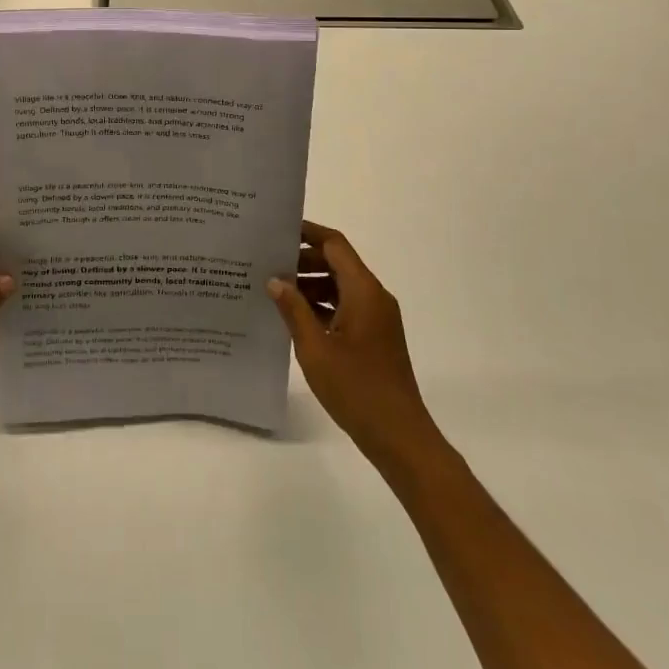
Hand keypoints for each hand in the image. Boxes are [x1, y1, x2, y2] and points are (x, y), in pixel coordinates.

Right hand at [269, 222, 438, 468]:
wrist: (401, 438)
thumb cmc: (357, 389)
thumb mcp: (315, 348)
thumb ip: (294, 309)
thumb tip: (275, 280)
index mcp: (364, 291)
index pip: (335, 245)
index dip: (307, 233)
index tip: (277, 230)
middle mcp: (374, 297)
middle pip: (338, 263)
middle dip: (303, 260)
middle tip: (267, 263)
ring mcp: (378, 318)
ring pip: (341, 286)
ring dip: (311, 284)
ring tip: (274, 290)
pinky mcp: (376, 337)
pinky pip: (347, 306)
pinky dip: (322, 305)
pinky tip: (296, 318)